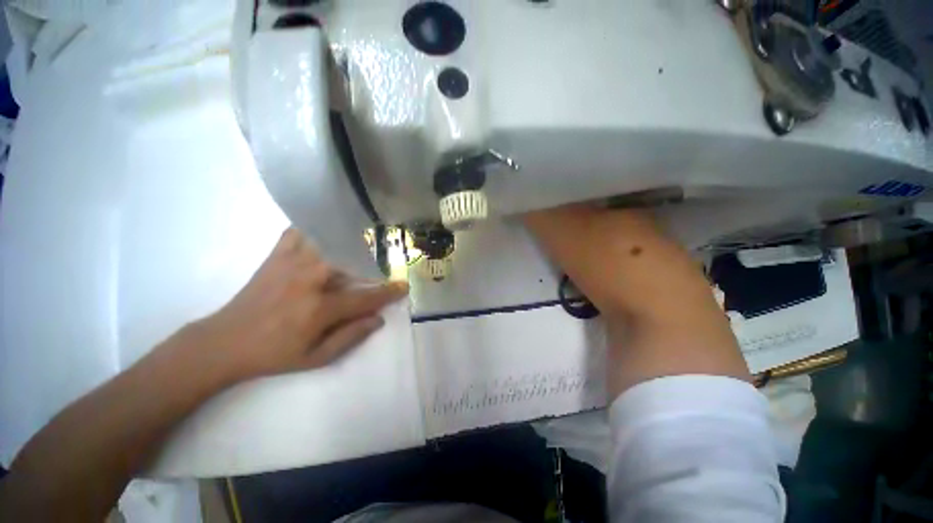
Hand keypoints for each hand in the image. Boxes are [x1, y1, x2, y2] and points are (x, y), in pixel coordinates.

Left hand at [185, 228, 408, 383]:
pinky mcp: (275, 257)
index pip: (364, 298)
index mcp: (318, 309)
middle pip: (349, 262)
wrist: (223, 343)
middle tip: (381, 264)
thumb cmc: (273, 354)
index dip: (388, 293)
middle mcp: (308, 280)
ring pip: (326, 243)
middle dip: (371, 263)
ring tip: (360, 242)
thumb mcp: (316, 358)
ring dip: (346, 242)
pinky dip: (313, 229)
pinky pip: (298, 233)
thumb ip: (350, 337)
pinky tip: (323, 232)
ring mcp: (290, 265)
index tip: (404, 286)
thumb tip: (378, 319)